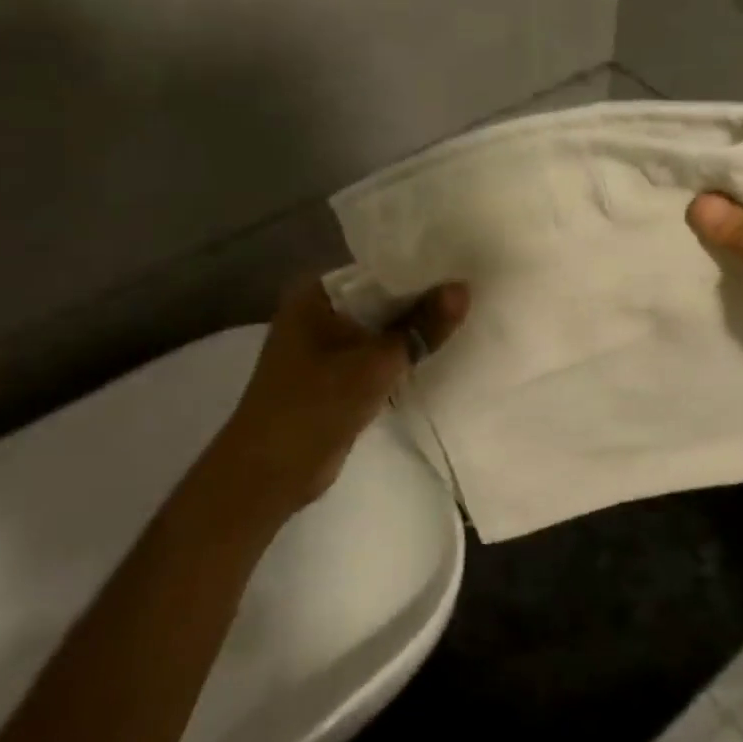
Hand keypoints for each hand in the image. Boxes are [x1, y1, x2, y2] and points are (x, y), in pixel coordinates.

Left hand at [221, 277, 469, 511]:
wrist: (270, 474)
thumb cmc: (315, 406)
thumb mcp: (375, 364)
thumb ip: (421, 326)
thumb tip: (463, 288)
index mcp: (316, 295)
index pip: (378, 270)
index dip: (420, 270)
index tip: (462, 267)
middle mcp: (318, 313)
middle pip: (381, 300)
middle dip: (422, 302)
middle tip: (472, 294)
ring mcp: (325, 347)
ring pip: (380, 330)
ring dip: (413, 331)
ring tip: (466, 318)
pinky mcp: (335, 377)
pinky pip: (376, 356)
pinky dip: (401, 357)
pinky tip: (439, 353)